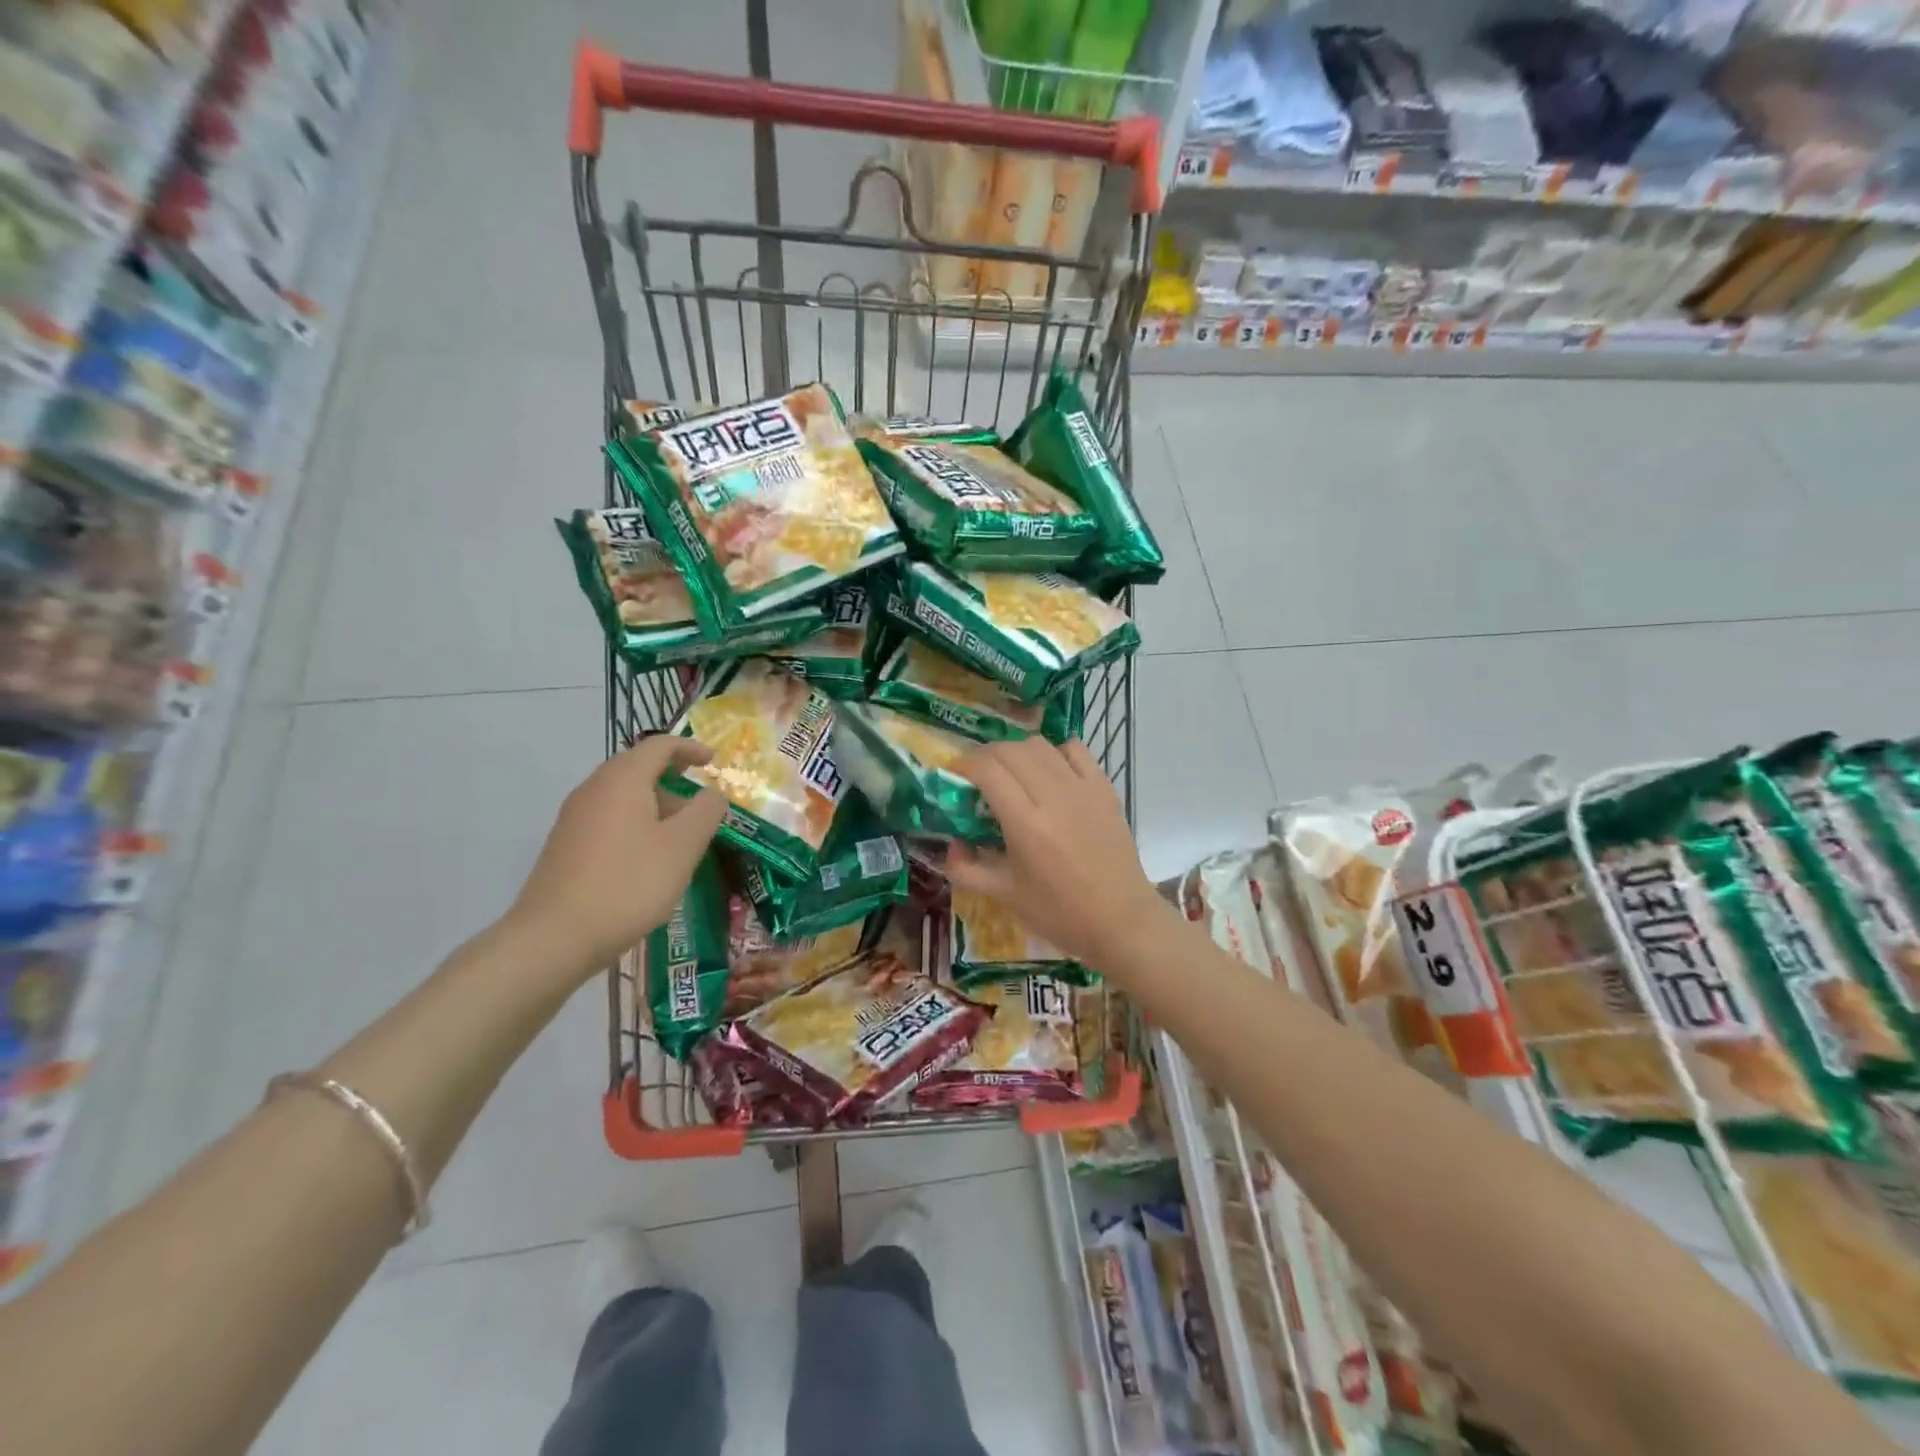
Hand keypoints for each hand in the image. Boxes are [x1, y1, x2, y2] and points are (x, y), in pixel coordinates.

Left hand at [502, 737, 728, 983]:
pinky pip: (608, 820)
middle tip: (700, 801)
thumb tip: (713, 793)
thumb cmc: (629, 883)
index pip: (659, 745)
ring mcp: (574, 819)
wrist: (555, 937)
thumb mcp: (683, 846)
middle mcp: (593, 790)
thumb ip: (706, 812)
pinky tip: (649, 859)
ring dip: (655, 805)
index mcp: (622, 780)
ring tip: (681, 836)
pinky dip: (636, 824)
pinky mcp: (565, 847)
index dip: (690, 748)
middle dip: (673, 778)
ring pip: (622, 796)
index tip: (714, 762)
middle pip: (637, 768)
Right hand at [947, 737, 1170, 974]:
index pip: (988, 769)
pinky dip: (1055, 752)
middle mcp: (1053, 796)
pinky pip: (1076, 750)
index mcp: (1025, 823)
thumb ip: (966, 869)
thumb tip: (950, 845)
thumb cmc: (1060, 913)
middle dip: (986, 756)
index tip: (956, 775)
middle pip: (1010, 750)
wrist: (1121, 921)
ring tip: (1012, 773)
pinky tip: (1050, 772)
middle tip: (978, 775)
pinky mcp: (1105, 789)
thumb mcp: (1004, 896)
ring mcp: (1083, 788)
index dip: (965, 765)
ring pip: (1040, 745)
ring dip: (1017, 751)